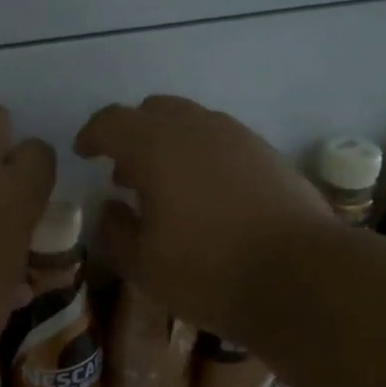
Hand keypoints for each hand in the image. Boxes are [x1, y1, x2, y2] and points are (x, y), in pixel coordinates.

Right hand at [74, 95, 329, 339]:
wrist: (302, 275)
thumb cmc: (209, 271)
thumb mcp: (144, 265)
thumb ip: (116, 231)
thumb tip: (112, 208)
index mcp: (156, 146)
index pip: (112, 121)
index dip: (92, 135)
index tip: (84, 153)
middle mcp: (197, 127)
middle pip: (153, 111)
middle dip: (132, 135)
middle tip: (124, 173)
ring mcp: (238, 137)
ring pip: (191, 122)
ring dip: (168, 143)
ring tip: (165, 187)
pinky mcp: (268, 154)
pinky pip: (221, 140)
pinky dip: (201, 155)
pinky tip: (207, 195)